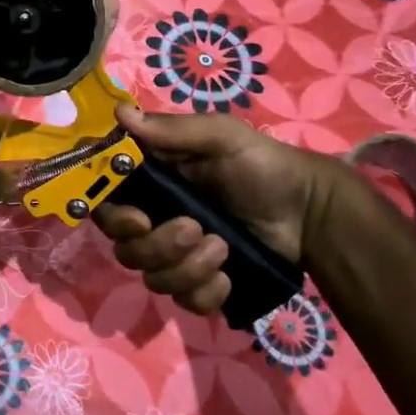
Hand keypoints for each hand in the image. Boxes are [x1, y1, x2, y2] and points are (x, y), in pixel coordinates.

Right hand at [93, 105, 347, 317]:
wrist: (309, 211)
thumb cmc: (261, 164)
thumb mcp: (221, 137)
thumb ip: (173, 130)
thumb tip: (121, 113)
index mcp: (151, 182)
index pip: (107, 203)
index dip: (113, 216)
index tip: (140, 219)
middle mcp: (155, 219)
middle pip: (124, 247)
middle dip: (157, 245)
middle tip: (194, 229)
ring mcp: (177, 255)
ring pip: (153, 277)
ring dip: (186, 267)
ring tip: (223, 248)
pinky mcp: (200, 283)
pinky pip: (183, 301)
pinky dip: (204, 292)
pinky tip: (228, 276)